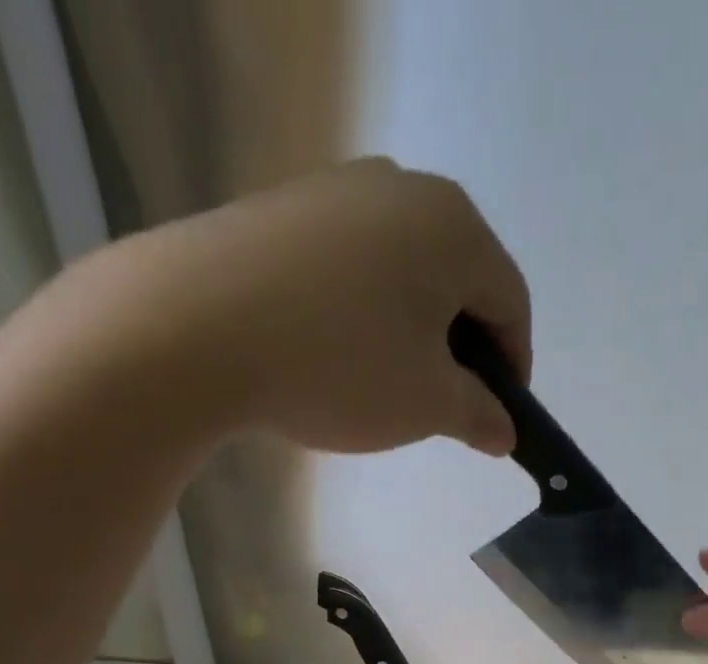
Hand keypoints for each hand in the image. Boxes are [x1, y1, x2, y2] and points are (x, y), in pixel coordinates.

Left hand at [87, 158, 531, 456]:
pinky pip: (351, 269)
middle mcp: (403, 188)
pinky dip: (362, 315)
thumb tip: (505, 430)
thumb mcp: (427, 405)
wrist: (193, 328)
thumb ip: (479, 415)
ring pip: (404, 273)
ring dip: (411, 332)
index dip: (514, 368)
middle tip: (443, 407)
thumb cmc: (340, 366)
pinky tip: (335, 355)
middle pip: (459, 281)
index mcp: (455, 227)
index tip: (498, 419)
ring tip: (385, 386)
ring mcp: (338, 191)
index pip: (511, 303)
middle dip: (462, 350)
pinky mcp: (285, 211)